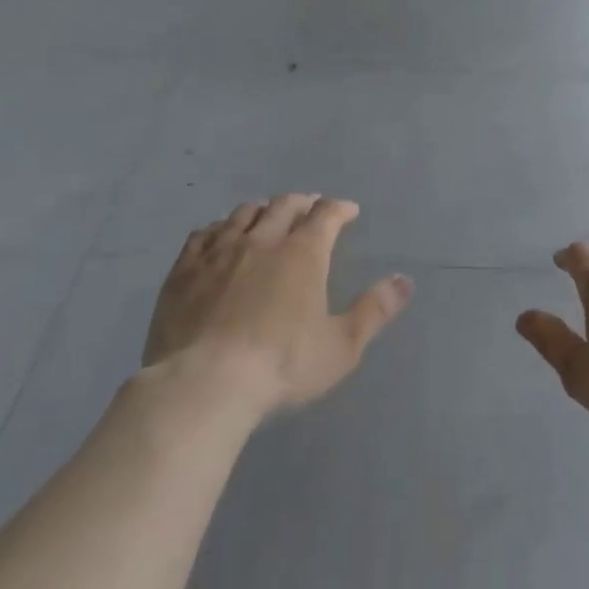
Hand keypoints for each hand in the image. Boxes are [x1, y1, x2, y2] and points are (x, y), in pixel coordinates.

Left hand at [143, 195, 411, 417]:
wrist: (204, 385)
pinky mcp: (184, 271)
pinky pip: (202, 235)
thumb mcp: (341, 346)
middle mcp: (263, 240)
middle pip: (284, 205)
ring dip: (261, 210)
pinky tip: (219, 236)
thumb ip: (374, 311)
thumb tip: (404, 281)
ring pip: (243, 214)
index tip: (349, 211)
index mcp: (303, 253)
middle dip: (302, 202)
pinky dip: (218, 228)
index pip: (326, 215)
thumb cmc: (282, 365)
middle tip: (310, 208)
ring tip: (266, 217)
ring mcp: (219, 252)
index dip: (340, 208)